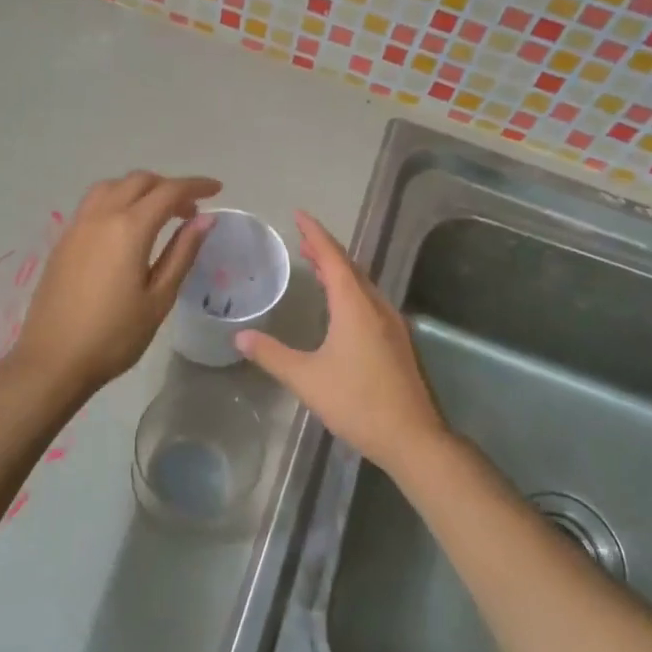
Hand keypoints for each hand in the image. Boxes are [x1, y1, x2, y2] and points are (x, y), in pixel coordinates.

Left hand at [8, 171, 220, 397]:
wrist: (53, 361)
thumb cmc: (114, 336)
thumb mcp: (159, 298)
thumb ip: (182, 253)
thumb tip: (205, 220)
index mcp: (128, 228)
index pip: (168, 191)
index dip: (196, 186)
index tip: (217, 189)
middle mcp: (100, 216)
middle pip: (138, 181)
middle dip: (168, 186)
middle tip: (190, 210)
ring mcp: (77, 226)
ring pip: (112, 186)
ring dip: (139, 189)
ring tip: (158, 213)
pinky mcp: (63, 240)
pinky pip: (94, 203)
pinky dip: (117, 200)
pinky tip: (126, 229)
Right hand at [235, 211, 448, 477]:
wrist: (412, 437)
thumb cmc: (357, 402)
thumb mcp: (306, 378)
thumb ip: (272, 355)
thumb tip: (239, 337)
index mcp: (355, 306)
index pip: (333, 257)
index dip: (314, 234)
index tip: (299, 214)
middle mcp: (376, 306)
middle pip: (350, 267)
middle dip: (325, 251)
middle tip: (302, 241)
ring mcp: (391, 324)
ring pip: (362, 285)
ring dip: (339, 271)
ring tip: (317, 267)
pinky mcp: (397, 342)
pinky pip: (369, 302)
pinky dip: (350, 291)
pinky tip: (341, 307)